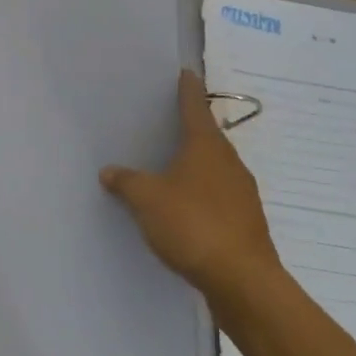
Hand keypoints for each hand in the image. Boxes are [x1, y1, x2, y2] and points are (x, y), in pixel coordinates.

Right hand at [101, 69, 279, 299]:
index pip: (195, 107)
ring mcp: (242, 195)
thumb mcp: (147, 199)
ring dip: (195, 166)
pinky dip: (201, 195)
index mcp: (207, 147)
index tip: (186, 73)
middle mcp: (229, 164)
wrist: (244, 283)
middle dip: (189, 130)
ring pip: (215, 169)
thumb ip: (127, 182)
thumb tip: (109, 171)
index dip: (188, 89)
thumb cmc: (193, 225)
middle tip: (166, 122)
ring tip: (170, 167)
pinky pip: (218, 198)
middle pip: (208, 138)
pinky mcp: (246, 224)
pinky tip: (184, 209)